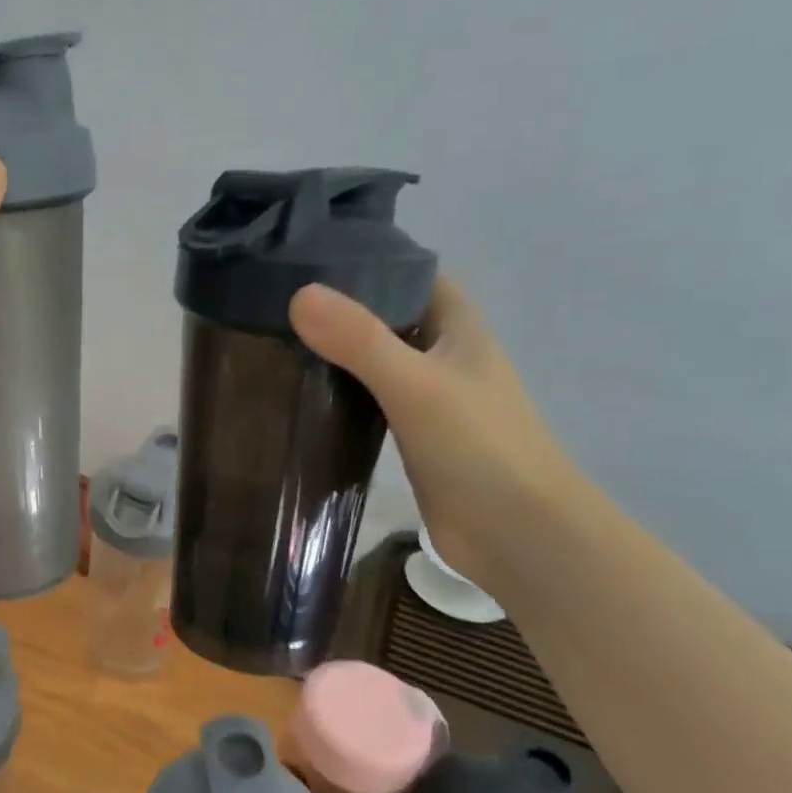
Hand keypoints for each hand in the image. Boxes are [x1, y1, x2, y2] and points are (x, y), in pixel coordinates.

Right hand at [289, 275, 581, 590]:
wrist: (518, 533)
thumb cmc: (479, 446)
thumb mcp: (415, 384)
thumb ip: (359, 340)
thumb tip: (298, 294)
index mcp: (457, 328)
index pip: (412, 275)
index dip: (369, 261)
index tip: (307, 259)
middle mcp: (442, 356)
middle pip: (386, 316)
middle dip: (339, 308)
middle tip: (273, 302)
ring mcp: (427, 398)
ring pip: (373, 360)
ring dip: (334, 352)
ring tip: (273, 342)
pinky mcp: (410, 436)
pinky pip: (367, 400)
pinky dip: (338, 393)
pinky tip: (300, 396)